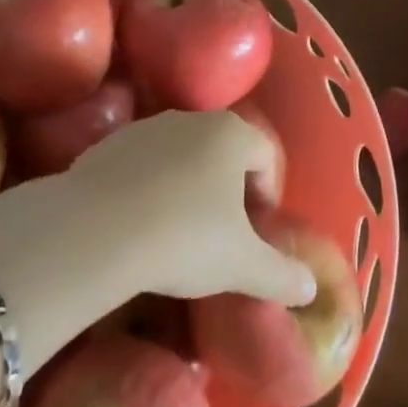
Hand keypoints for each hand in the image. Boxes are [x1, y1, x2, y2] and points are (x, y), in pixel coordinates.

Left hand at [64, 111, 315, 306]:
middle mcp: (191, 118)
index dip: (268, 192)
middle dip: (228, 187)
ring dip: (187, 185)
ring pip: (180, 154)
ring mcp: (147, 127)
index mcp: (230, 134)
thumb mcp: (242, 265)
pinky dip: (149, 187)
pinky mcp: (109, 143)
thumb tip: (308, 287)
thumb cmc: (186, 238)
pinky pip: (143, 163)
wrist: (99, 229)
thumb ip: (281, 274)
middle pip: (223, 149)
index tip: (257, 230)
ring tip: (178, 231)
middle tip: (223, 233)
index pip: (265, 154)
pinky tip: (140, 224)